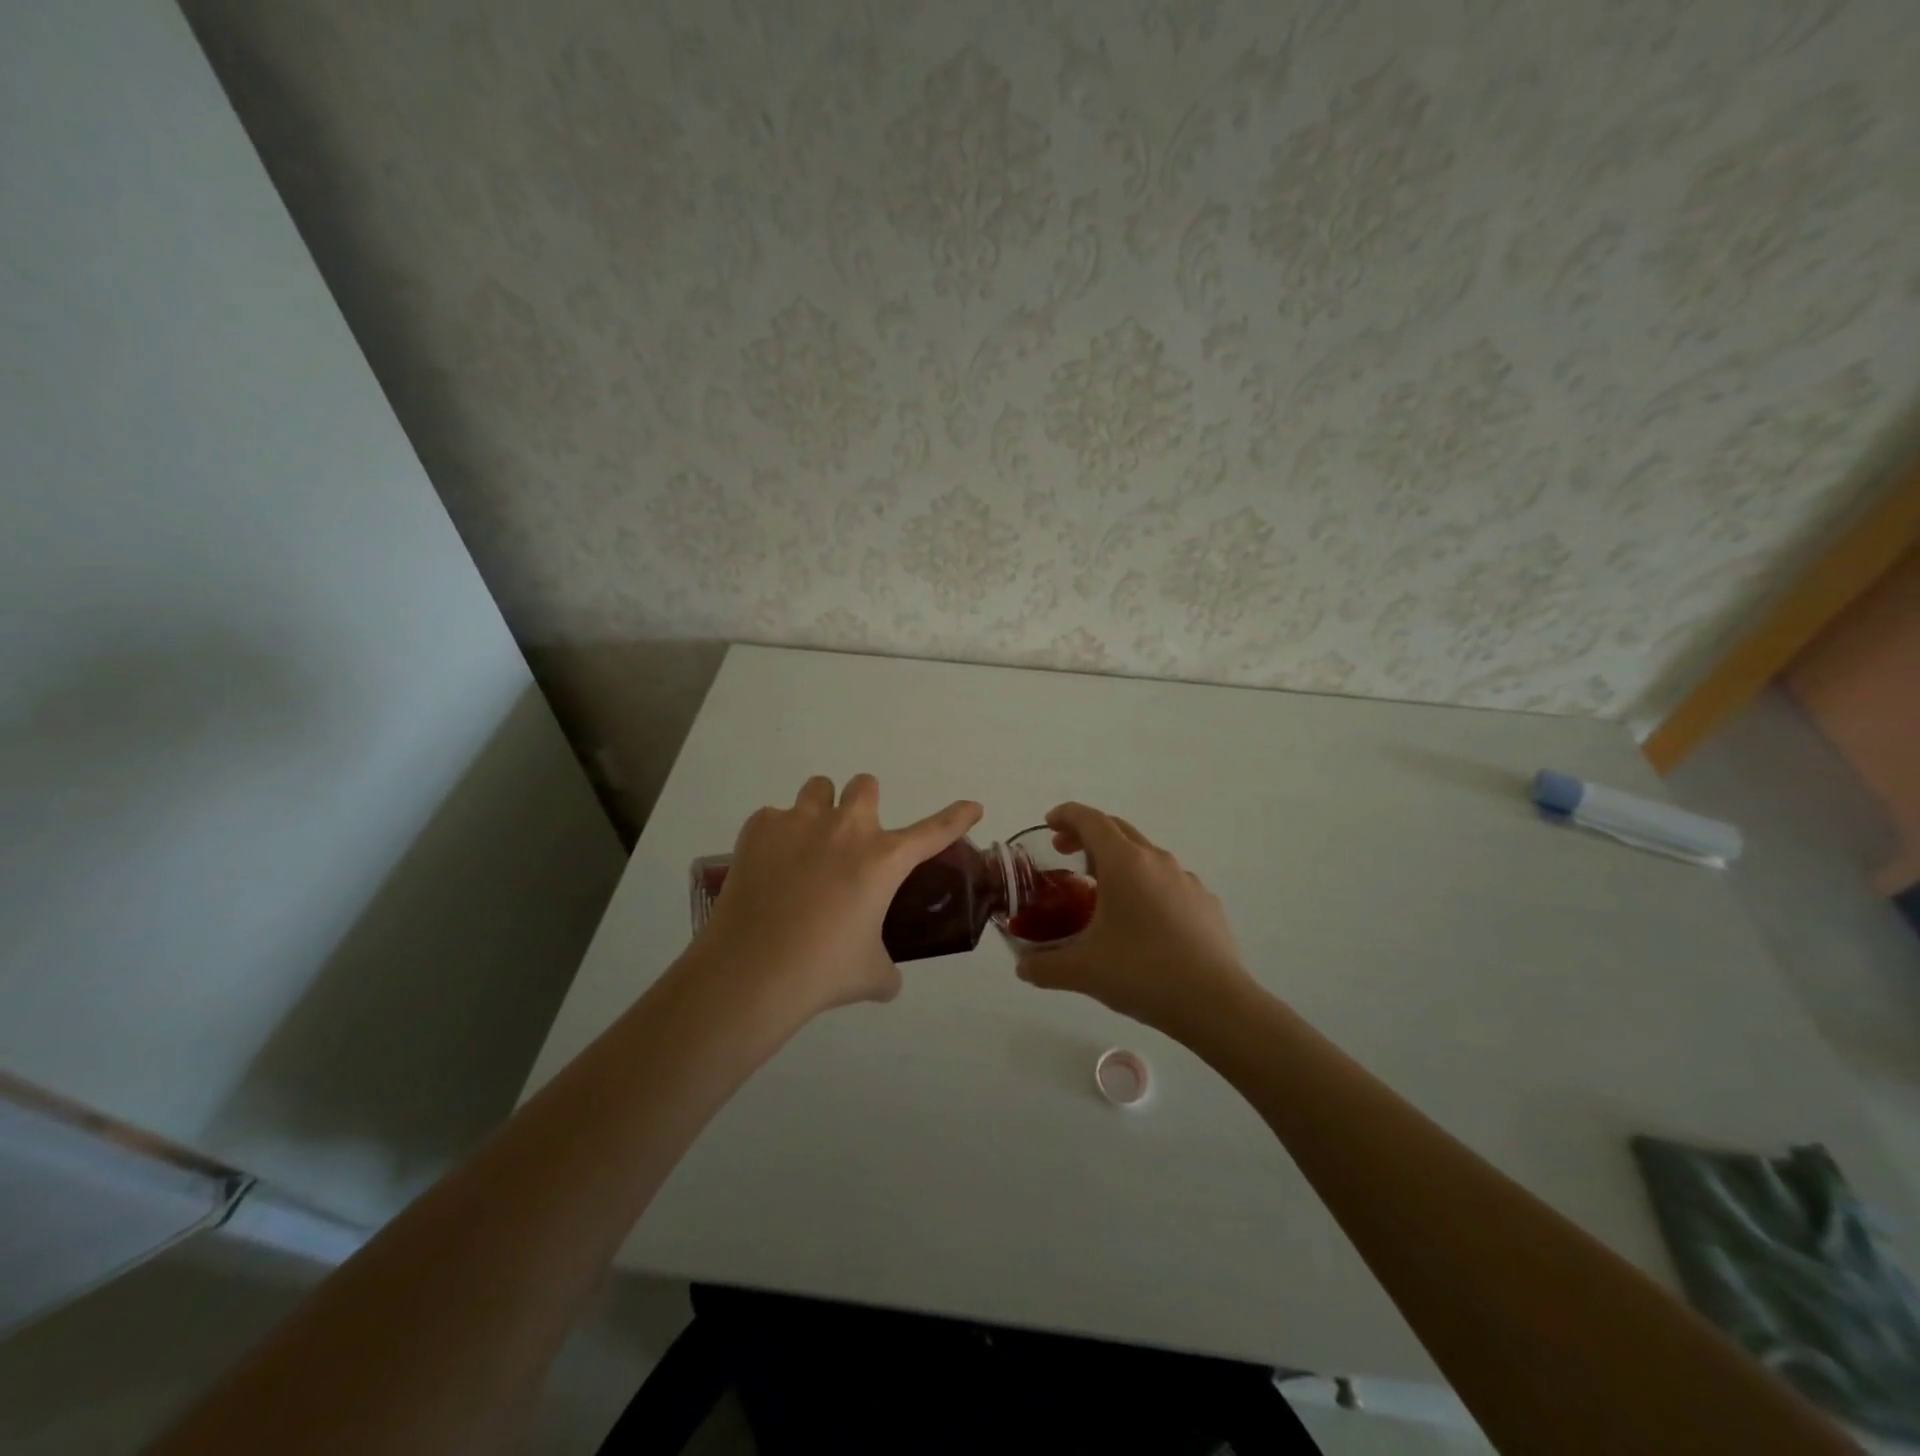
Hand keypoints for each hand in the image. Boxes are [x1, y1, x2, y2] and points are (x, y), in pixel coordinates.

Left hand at [695, 774, 982, 1017]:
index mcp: (883, 860)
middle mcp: (846, 829)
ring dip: (822, 808)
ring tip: (809, 844)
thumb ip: (887, 967)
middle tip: (854, 838)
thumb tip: (887, 977)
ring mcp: (800, 822)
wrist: (751, 972)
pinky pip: (774, 817)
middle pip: (866, 785)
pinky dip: (777, 836)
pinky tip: (769, 867)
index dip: (957, 817)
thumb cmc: (822, 971)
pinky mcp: (759, 828)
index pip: (934, 831)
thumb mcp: (871, 975)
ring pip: (819, 788)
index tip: (972, 806)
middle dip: (865, 803)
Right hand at [1015, 803, 1258, 1040]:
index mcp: (1124, 862)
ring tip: (1101, 892)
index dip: (1066, 815)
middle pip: (1117, 830)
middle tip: (1064, 854)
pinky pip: (1167, 881)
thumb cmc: (1142, 972)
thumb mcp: (1082, 971)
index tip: (1048, 823)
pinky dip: (1146, 885)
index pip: (1090, 820)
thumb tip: (1022, 968)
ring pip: (1145, 855)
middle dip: (1087, 834)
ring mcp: (1186, 880)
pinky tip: (1141, 921)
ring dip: (1118, 861)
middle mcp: (1156, 860)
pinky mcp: (1205, 903)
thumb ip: (1044, 966)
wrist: (1216, 1002)